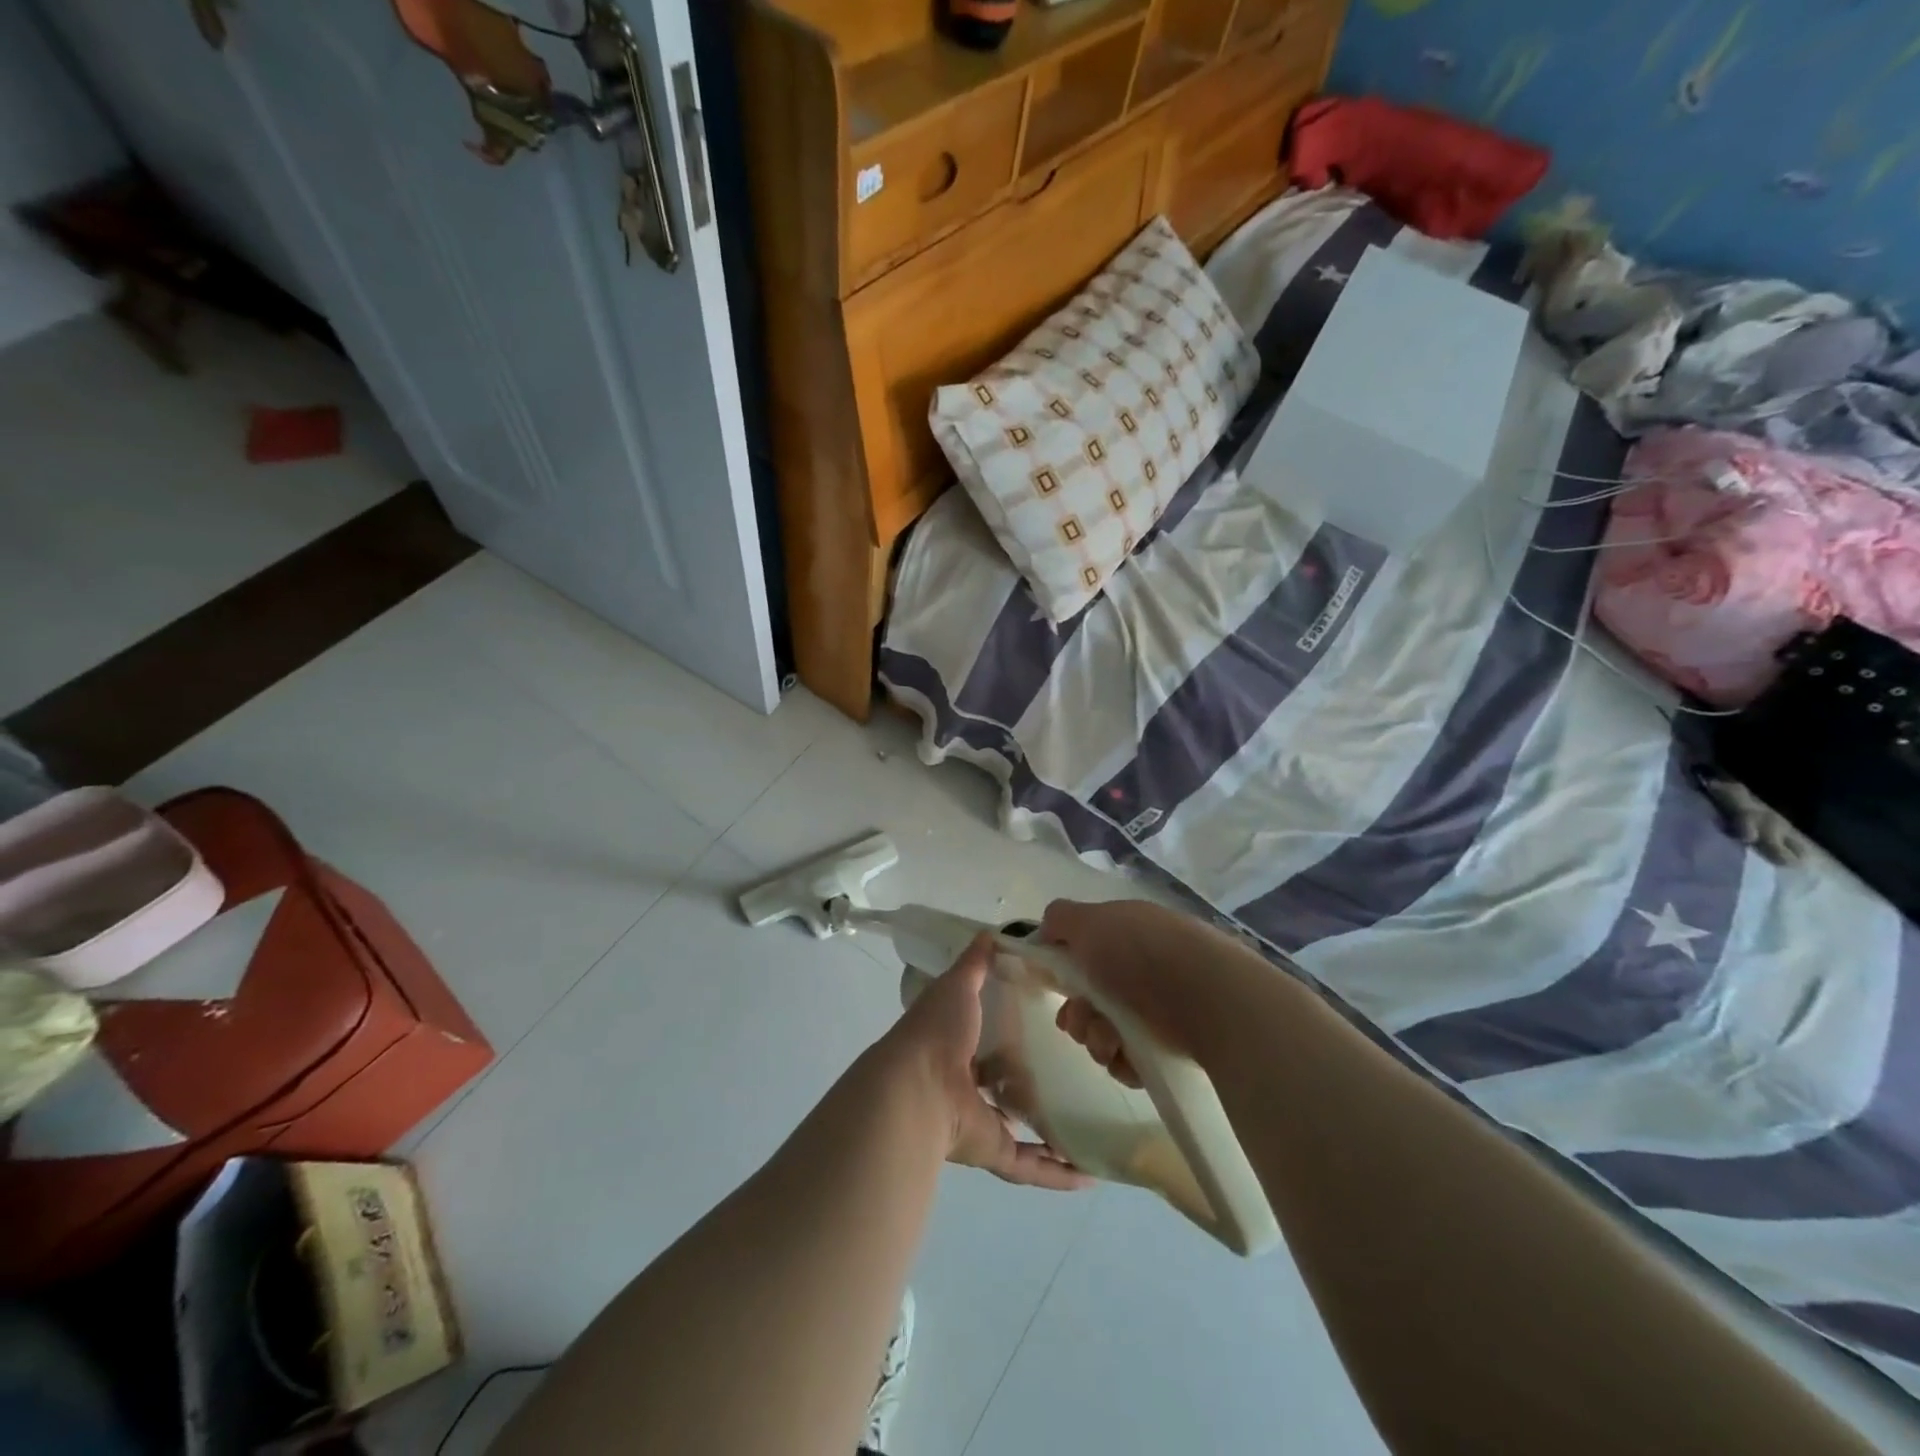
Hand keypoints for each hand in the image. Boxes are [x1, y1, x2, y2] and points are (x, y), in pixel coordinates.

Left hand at [885, 934, 1090, 1191]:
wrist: (917, 1090)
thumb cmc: (937, 1031)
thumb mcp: (958, 985)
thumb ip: (976, 962)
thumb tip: (995, 932)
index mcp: (955, 1043)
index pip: (986, 1034)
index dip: (1010, 1027)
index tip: (1048, 1017)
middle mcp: (965, 1084)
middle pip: (1002, 1082)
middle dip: (1030, 1078)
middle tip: (1077, 1067)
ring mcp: (978, 1120)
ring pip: (1018, 1127)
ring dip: (1048, 1129)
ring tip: (1089, 1120)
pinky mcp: (992, 1151)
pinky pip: (1030, 1166)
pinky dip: (1057, 1172)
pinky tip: (1090, 1172)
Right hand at [1040, 898, 1234, 1087]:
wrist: (1208, 999)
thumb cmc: (1143, 952)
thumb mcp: (1092, 921)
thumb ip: (1061, 920)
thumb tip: (1045, 929)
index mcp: (1128, 933)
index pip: (1086, 953)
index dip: (1064, 971)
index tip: (1054, 986)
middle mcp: (1143, 968)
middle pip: (1091, 998)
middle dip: (1077, 1013)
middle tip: (1081, 1021)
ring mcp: (1160, 1009)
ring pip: (1106, 1031)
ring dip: (1096, 1038)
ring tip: (1110, 1041)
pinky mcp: (1173, 1047)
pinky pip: (1130, 1059)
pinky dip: (1123, 1060)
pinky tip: (1128, 1056)